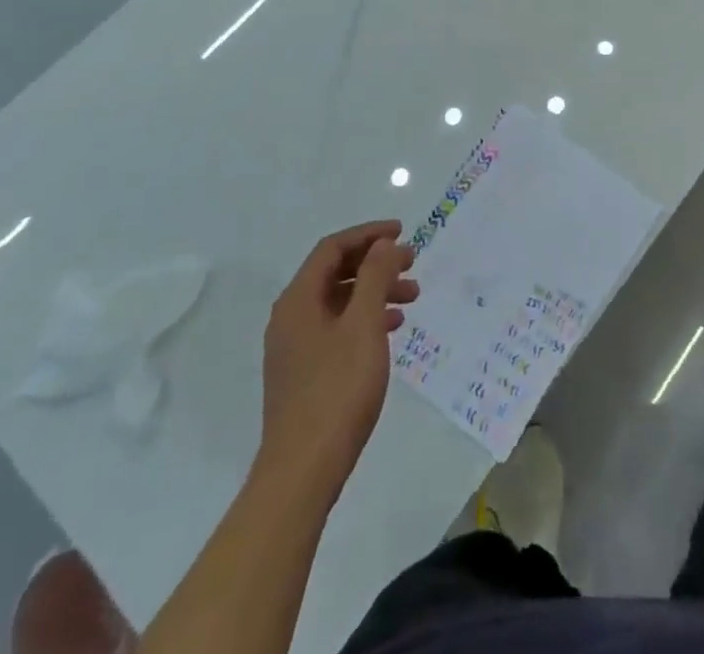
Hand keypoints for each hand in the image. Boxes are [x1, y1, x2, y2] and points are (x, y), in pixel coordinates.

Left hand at [259, 221, 418, 503]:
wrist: (302, 471)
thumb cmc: (337, 390)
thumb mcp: (363, 325)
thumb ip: (374, 277)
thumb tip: (383, 244)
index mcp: (298, 299)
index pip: (332, 248)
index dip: (368, 235)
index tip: (402, 232)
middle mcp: (290, 317)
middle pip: (335, 272)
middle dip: (375, 263)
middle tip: (412, 264)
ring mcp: (294, 347)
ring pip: (339, 302)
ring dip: (374, 292)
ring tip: (412, 299)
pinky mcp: (303, 373)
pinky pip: (336, 328)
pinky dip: (364, 319)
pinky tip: (390, 330)